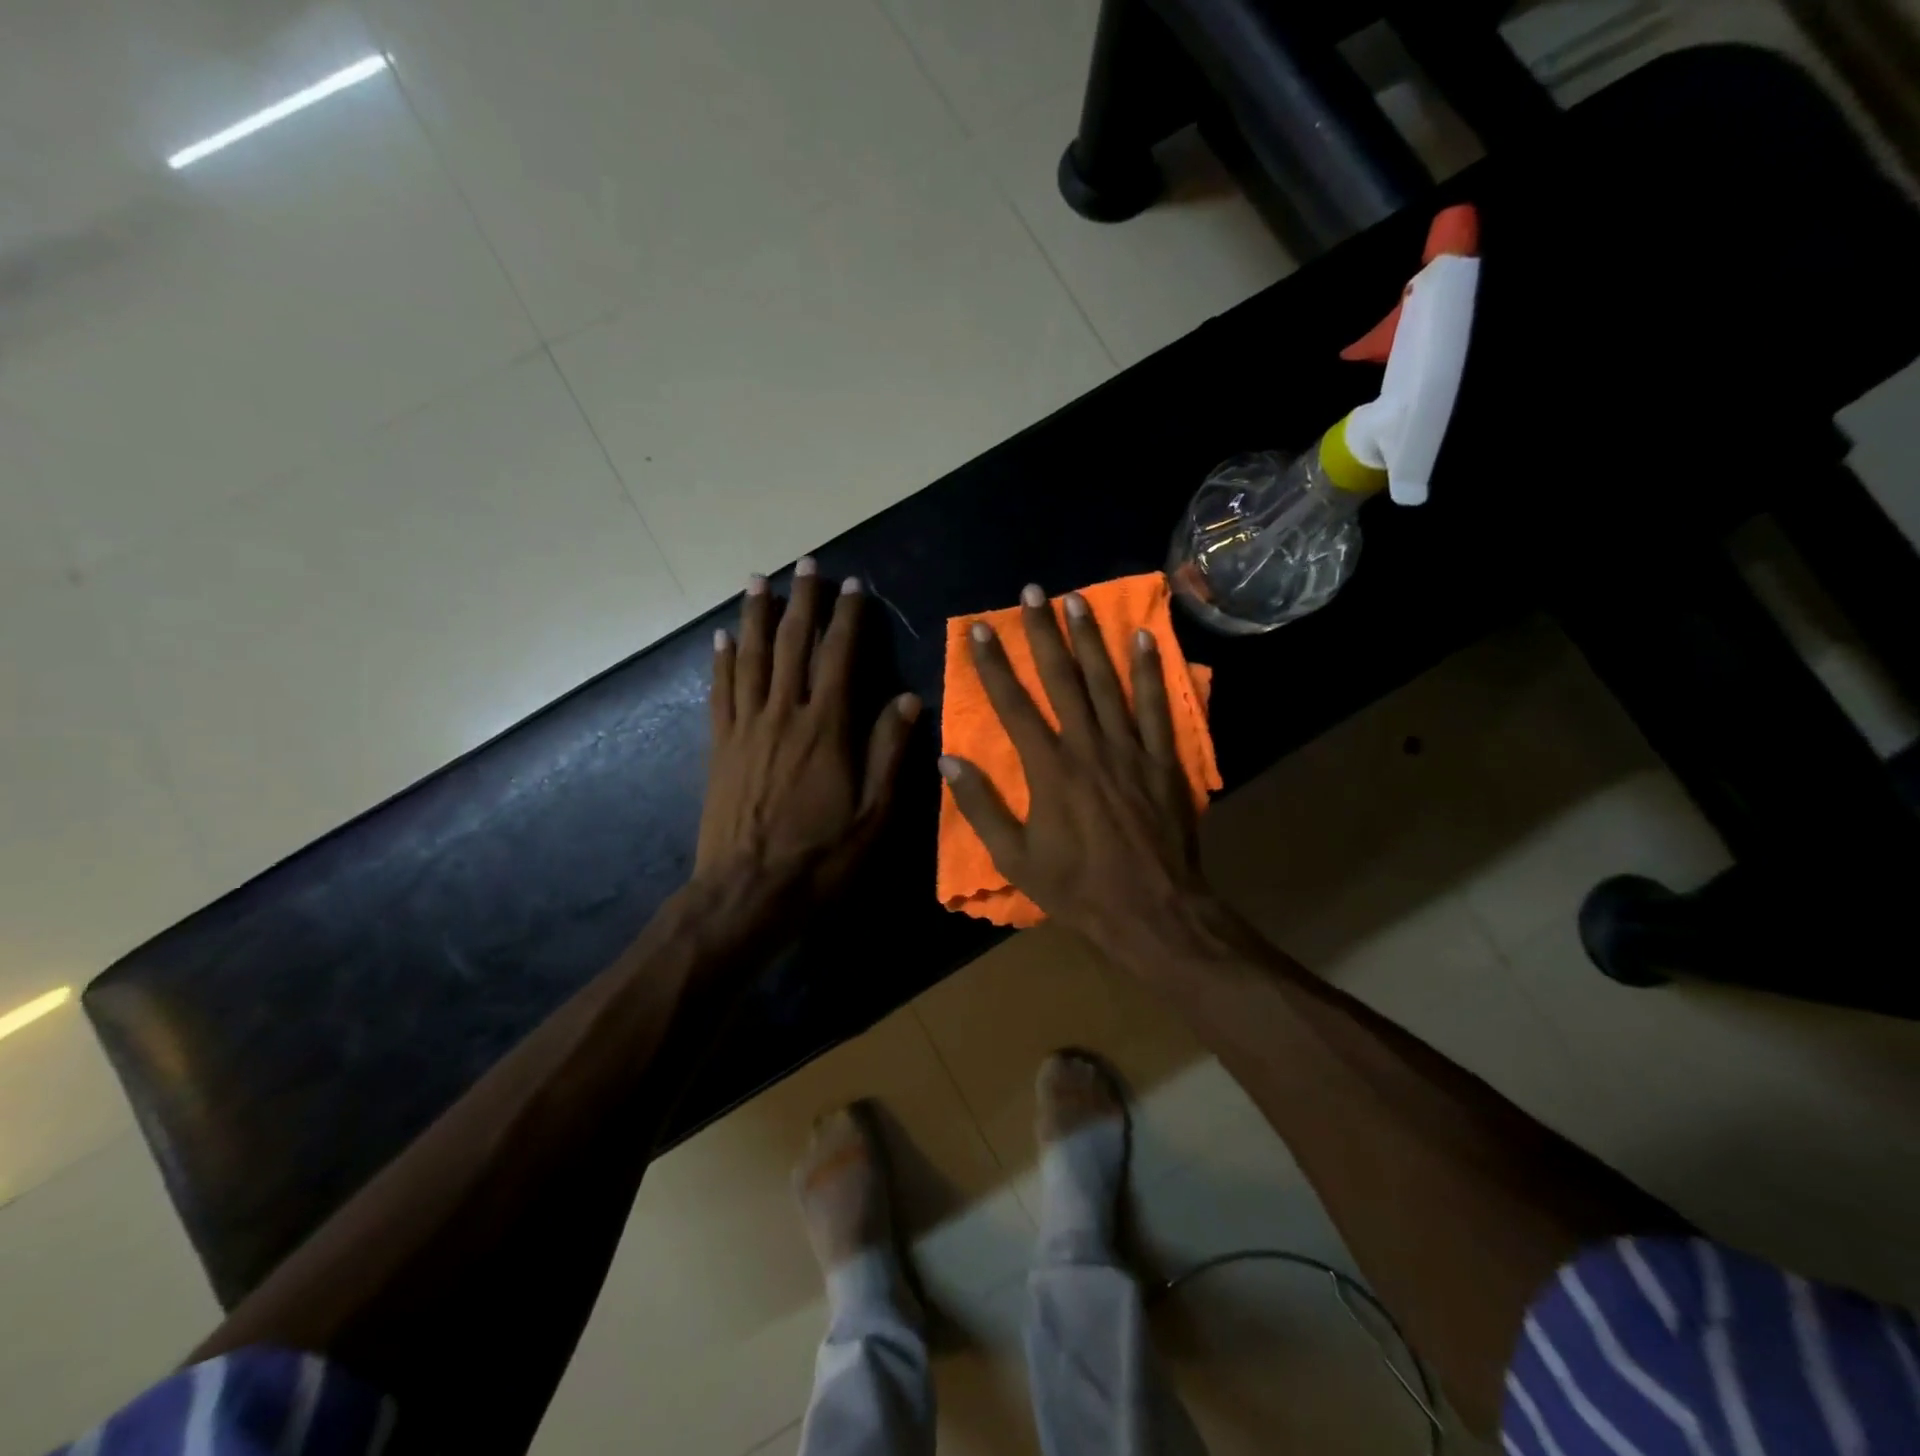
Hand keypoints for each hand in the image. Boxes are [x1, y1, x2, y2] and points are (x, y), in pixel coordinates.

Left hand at [698, 559, 919, 899]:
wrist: (746, 893)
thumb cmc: (820, 857)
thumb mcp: (874, 814)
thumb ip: (889, 753)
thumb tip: (907, 699)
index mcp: (826, 729)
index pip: (839, 658)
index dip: (848, 619)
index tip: (854, 586)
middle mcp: (783, 715)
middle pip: (792, 645)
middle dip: (802, 601)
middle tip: (807, 564)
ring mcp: (746, 728)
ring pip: (751, 658)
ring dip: (756, 616)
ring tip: (759, 581)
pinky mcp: (720, 746)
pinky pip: (720, 692)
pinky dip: (722, 661)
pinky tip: (722, 638)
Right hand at [938, 584, 1212, 958]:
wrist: (1152, 911)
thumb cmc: (1078, 889)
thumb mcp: (1016, 859)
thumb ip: (982, 807)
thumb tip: (948, 760)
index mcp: (1049, 770)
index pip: (1013, 705)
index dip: (992, 665)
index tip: (978, 630)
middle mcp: (1088, 747)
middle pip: (1062, 679)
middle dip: (1043, 633)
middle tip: (1031, 593)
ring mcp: (1130, 749)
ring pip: (1107, 682)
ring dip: (1090, 639)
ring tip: (1077, 601)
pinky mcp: (1163, 760)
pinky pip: (1157, 707)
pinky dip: (1151, 671)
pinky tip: (1144, 638)